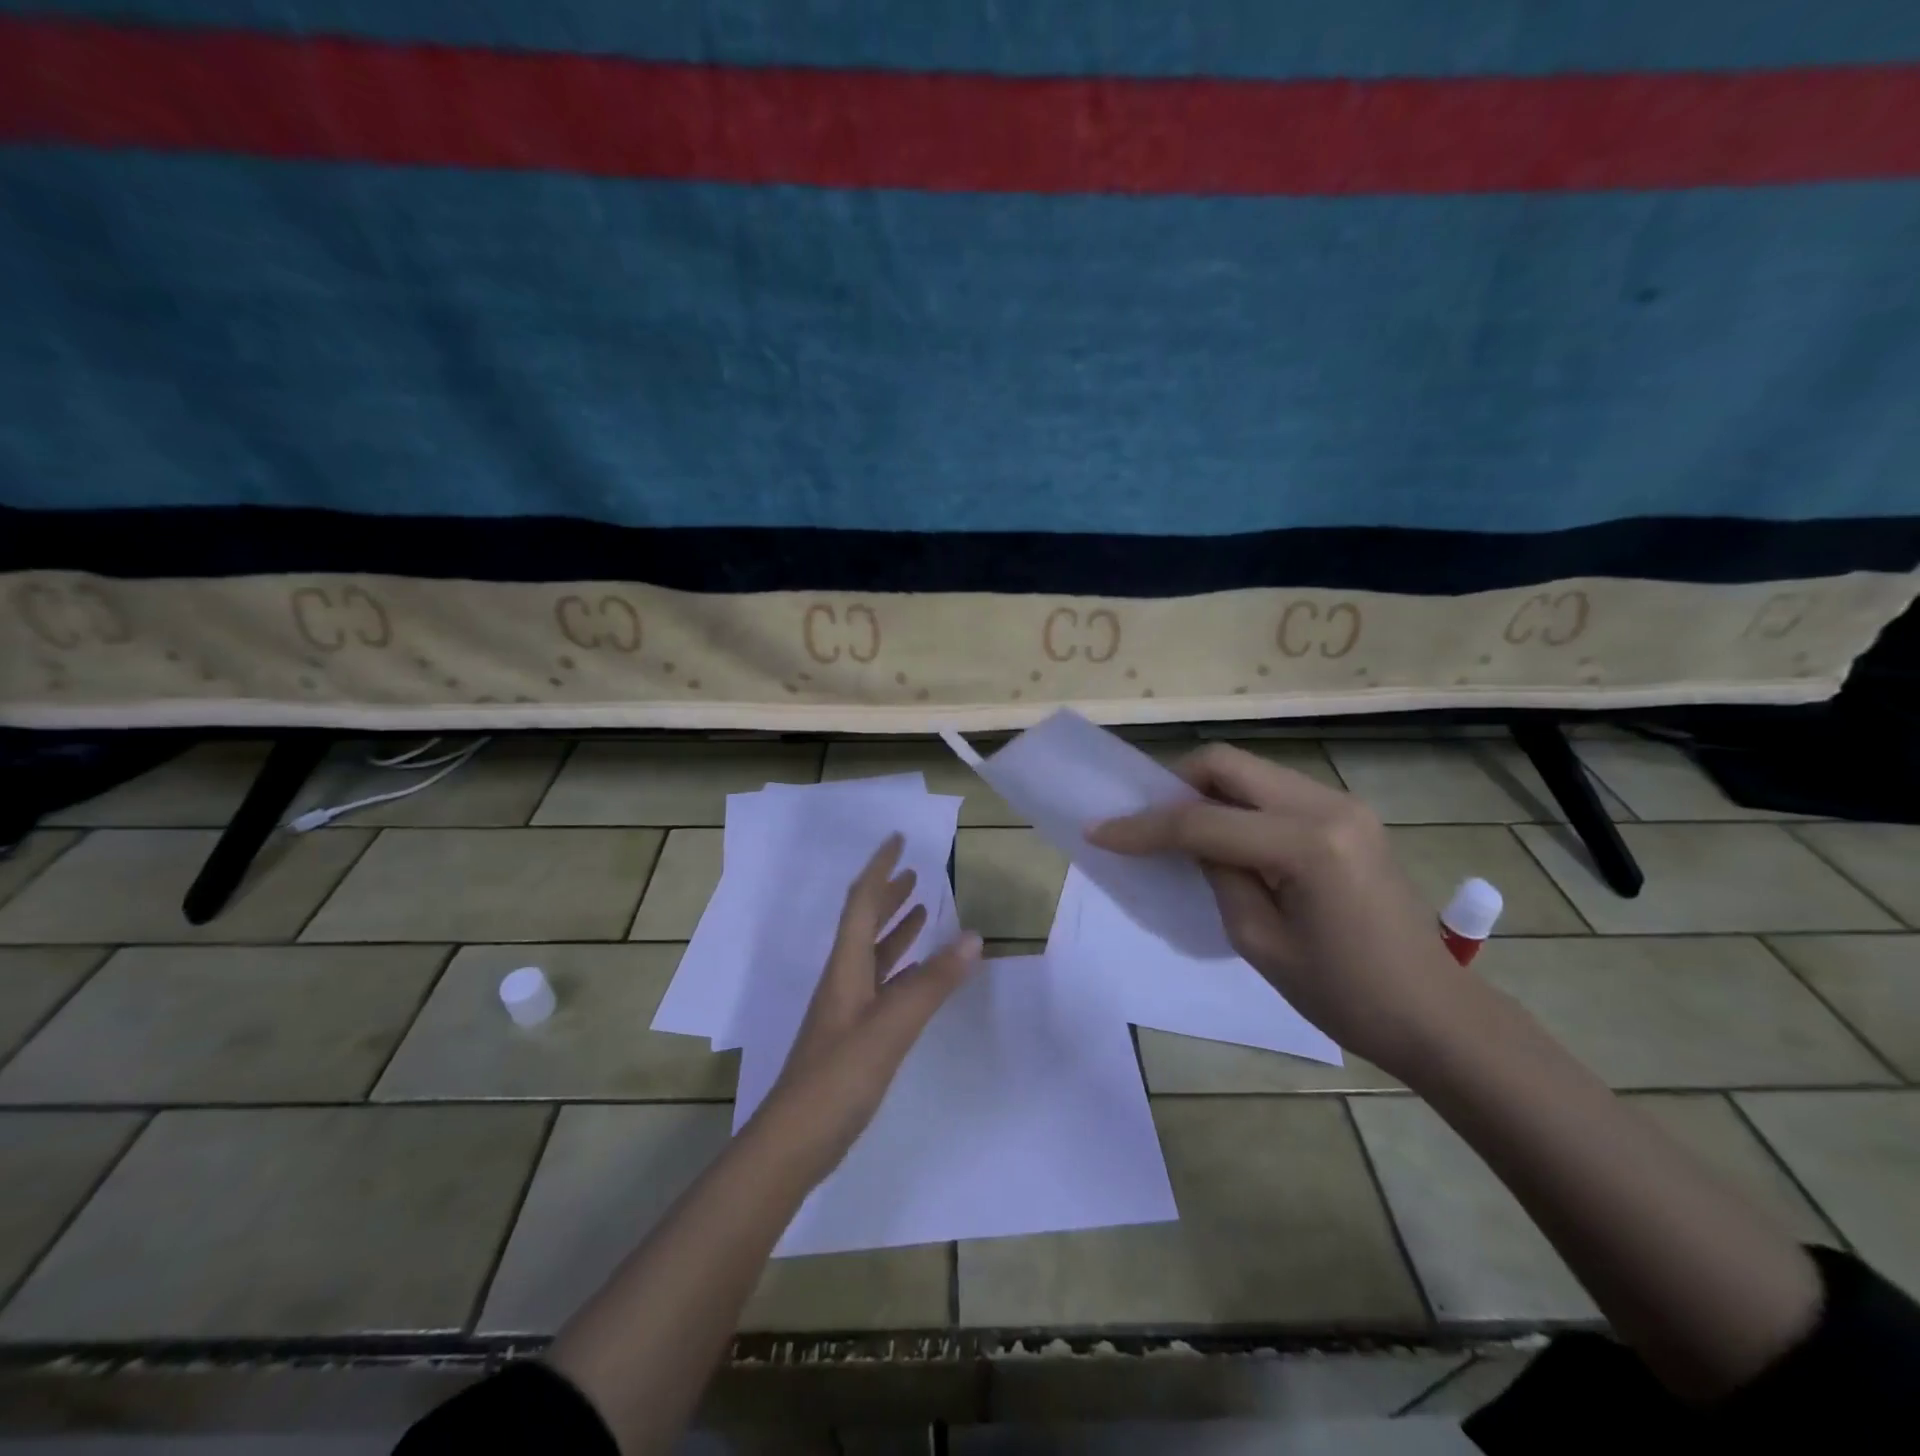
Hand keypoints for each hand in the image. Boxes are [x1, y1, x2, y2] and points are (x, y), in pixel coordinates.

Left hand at [751, 833, 982, 1179]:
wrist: (796, 1141)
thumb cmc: (839, 1076)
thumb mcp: (891, 1026)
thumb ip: (932, 983)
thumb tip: (973, 937)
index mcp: (846, 967)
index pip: (861, 903)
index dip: (878, 869)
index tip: (896, 840)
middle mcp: (844, 980)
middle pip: (864, 923)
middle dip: (887, 894)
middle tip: (913, 873)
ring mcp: (848, 1010)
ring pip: (874, 955)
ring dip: (896, 929)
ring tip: (922, 910)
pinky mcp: (855, 1036)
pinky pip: (882, 986)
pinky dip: (902, 968)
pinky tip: (920, 973)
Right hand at [1086, 744, 1476, 1075]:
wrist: (1434, 1014)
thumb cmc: (1346, 995)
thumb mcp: (1259, 942)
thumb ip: (1217, 875)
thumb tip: (1192, 842)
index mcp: (1307, 844)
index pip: (1203, 821)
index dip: (1144, 827)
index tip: (1100, 831)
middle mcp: (1327, 805)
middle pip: (1227, 763)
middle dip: (1175, 785)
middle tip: (1147, 821)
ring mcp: (1343, 804)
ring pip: (1250, 770)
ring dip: (1207, 793)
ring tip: (1182, 833)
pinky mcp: (1348, 814)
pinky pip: (1274, 791)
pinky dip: (1238, 805)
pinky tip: (1228, 840)